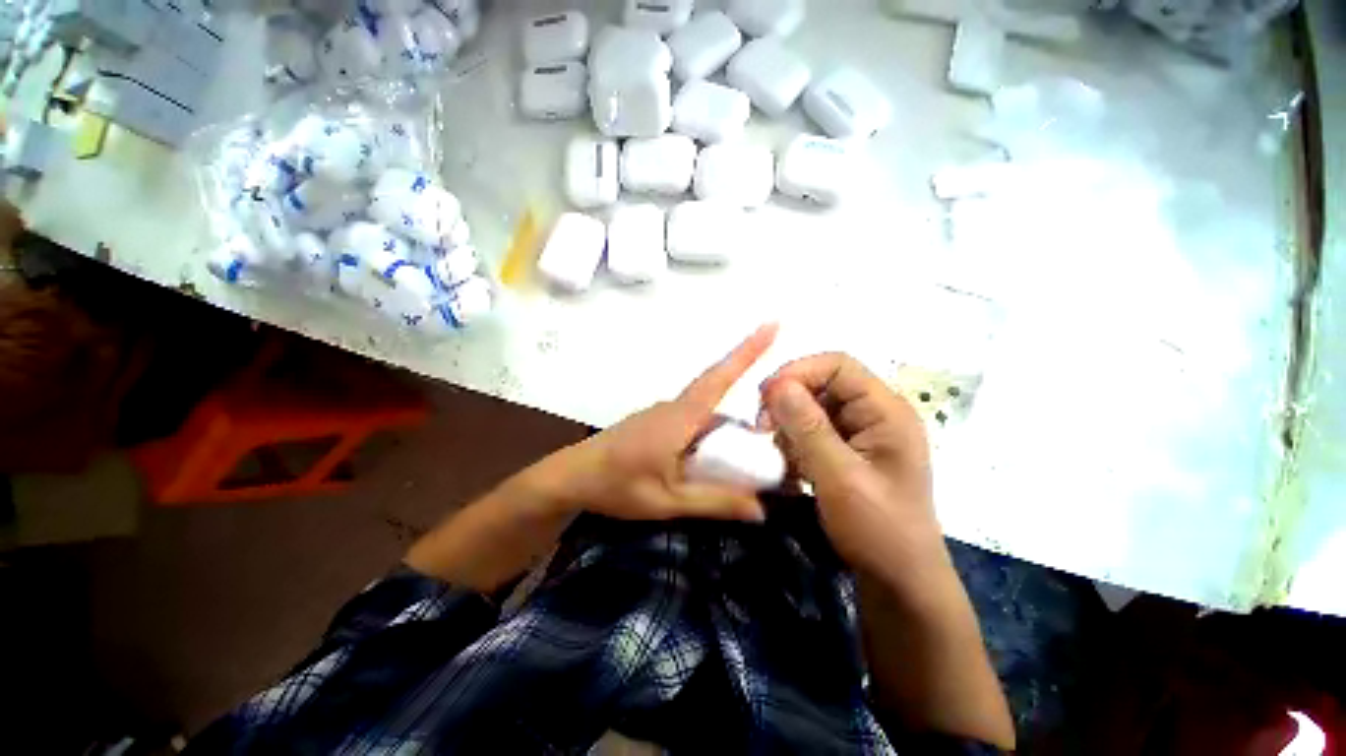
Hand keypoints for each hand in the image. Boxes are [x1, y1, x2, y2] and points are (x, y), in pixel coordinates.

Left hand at [406, 325, 777, 592]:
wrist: (571, 476)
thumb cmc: (616, 485)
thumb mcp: (668, 501)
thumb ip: (714, 502)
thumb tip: (761, 509)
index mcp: (681, 417)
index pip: (720, 377)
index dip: (747, 351)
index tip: (772, 325)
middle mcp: (675, 408)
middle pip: (720, 402)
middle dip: (748, 414)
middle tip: (772, 444)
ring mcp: (665, 414)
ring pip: (707, 417)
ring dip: (728, 433)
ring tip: (746, 465)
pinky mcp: (658, 424)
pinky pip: (693, 424)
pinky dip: (710, 438)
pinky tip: (712, 464)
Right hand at [760, 354, 944, 583]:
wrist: (899, 580)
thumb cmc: (877, 528)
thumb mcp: (839, 477)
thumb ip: (808, 428)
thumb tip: (776, 384)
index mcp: (886, 411)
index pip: (838, 365)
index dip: (798, 372)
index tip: (765, 398)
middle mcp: (876, 413)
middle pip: (823, 384)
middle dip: (790, 401)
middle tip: (765, 429)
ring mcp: (863, 432)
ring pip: (814, 407)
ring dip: (791, 425)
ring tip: (784, 456)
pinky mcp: (851, 449)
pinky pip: (814, 430)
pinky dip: (797, 441)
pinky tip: (794, 467)